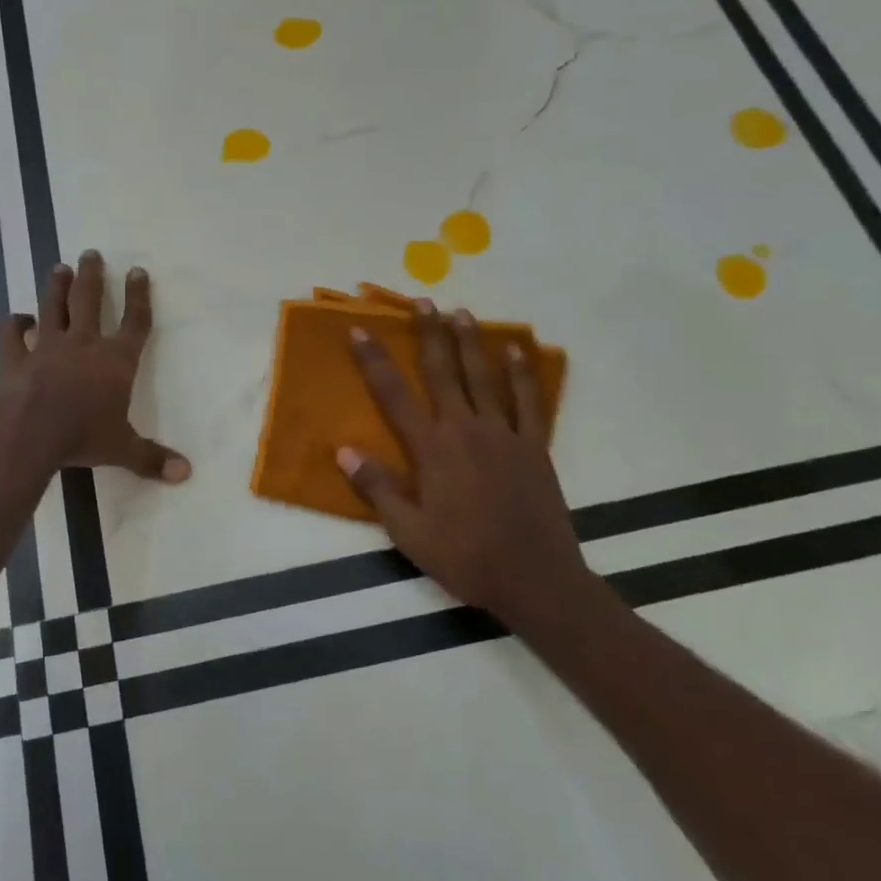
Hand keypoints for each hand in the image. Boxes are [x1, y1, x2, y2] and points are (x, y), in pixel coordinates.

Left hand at [0, 250, 190, 482]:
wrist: (29, 432)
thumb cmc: (83, 436)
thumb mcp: (123, 449)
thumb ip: (152, 458)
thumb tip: (186, 474)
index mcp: (115, 361)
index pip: (134, 322)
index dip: (139, 296)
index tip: (138, 271)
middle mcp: (83, 344)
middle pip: (89, 301)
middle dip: (92, 276)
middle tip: (91, 253)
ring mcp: (46, 347)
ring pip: (52, 307)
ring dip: (56, 287)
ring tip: (59, 268)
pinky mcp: (15, 358)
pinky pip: (12, 335)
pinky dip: (13, 324)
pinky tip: (16, 319)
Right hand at [338, 301, 587, 627]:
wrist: (536, 579)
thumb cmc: (466, 557)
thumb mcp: (409, 533)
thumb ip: (377, 488)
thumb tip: (343, 450)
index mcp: (431, 449)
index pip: (393, 395)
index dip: (374, 360)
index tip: (359, 330)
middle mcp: (466, 429)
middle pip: (442, 371)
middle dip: (429, 334)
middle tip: (421, 301)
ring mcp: (504, 434)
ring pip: (483, 377)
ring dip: (470, 342)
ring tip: (460, 312)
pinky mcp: (534, 446)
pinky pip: (529, 401)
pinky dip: (523, 374)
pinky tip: (517, 351)